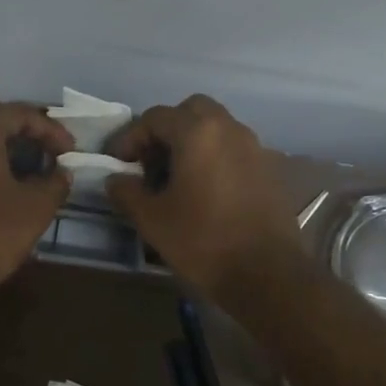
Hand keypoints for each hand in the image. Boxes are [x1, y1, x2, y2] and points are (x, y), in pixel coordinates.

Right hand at [105, 94, 305, 301]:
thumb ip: (127, 192)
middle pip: (191, 111)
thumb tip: (116, 179)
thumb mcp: (152, 219)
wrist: (267, 274)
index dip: (130, 137)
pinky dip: (213, 158)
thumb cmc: (203, 241)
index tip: (117, 163)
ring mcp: (254, 147)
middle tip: (150, 162)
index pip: (155, 117)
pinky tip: (203, 192)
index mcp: (197, 133)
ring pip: (216, 128)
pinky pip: (233, 149)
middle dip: (166, 130)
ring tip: (174, 179)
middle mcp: (229, 129)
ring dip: (191, 143)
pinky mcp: (269, 169)